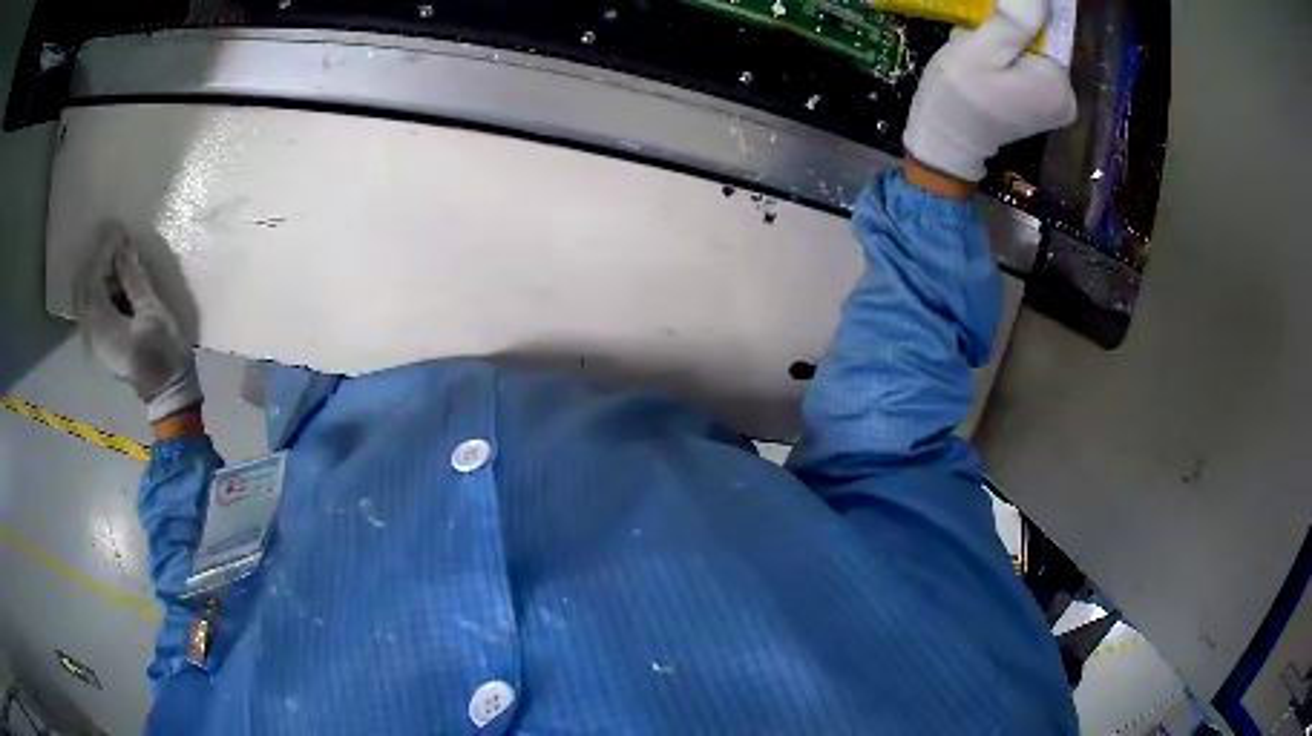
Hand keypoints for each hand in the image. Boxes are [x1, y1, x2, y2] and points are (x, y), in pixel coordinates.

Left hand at [75, 222, 202, 423]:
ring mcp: (95, 341)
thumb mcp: (152, 312)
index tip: (118, 232)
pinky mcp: (102, 344)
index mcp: (102, 326)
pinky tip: (115, 283)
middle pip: (85, 290)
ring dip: (99, 276)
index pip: (92, 281)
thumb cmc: (161, 352)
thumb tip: (122, 249)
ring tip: (118, 260)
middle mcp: (92, 333)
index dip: (103, 252)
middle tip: (116, 242)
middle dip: (97, 262)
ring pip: (87, 299)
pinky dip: (101, 291)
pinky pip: (93, 310)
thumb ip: (133, 280)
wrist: (167, 390)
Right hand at [902, 0, 1077, 182]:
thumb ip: (1014, 20)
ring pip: (1031, 53)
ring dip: (1002, 46)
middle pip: (1040, 43)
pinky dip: (1005, 61)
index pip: (1046, 30)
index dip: (1013, 22)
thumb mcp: (982, 49)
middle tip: (977, 44)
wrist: (945, 138)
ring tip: (977, 56)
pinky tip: (985, 68)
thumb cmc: (961, 93)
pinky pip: (1027, 69)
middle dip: (1007, 36)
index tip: (986, 32)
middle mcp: (1067, 99)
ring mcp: (1055, 107)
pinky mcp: (1040, 108)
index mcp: (1060, 84)